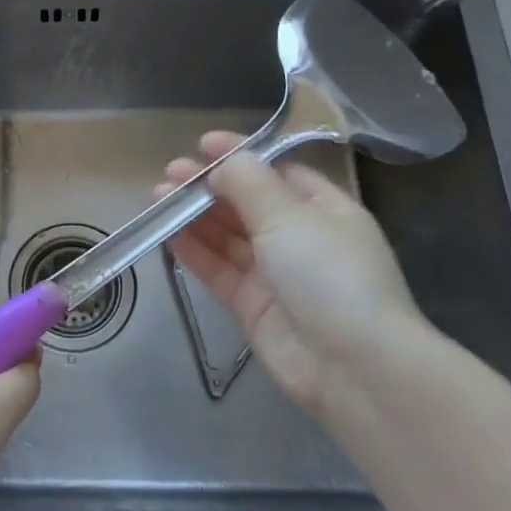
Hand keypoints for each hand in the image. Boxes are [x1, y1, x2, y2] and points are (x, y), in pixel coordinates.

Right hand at [160, 132, 432, 425]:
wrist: (353, 367)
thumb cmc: (329, 273)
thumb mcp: (289, 215)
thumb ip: (249, 183)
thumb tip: (221, 163)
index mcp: (324, 209)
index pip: (277, 173)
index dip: (241, 156)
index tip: (203, 144)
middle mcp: (300, 238)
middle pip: (247, 203)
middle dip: (210, 186)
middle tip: (170, 173)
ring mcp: (276, 274)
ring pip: (228, 237)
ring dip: (195, 215)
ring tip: (157, 197)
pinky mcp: (253, 307)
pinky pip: (219, 270)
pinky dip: (195, 251)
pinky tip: (168, 234)